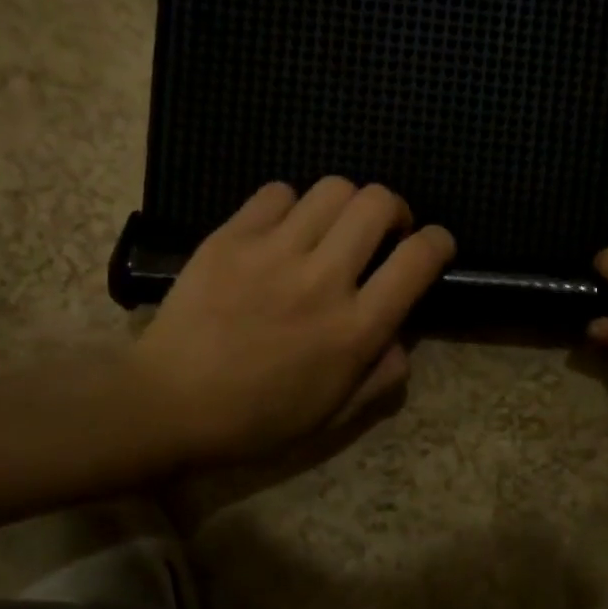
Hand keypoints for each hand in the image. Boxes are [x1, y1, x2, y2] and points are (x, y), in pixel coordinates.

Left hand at [133, 178, 454, 464]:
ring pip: (332, 189)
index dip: (439, 242)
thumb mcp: (334, 416)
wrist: (169, 404)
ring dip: (346, 203)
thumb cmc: (257, 419)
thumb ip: (382, 377)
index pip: (418, 259)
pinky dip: (291, 205)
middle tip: (382, 230)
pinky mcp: (231, 238)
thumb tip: (402, 339)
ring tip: (332, 227)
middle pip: (377, 203)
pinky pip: (276, 192)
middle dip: (394, 209)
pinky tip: (282, 231)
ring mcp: (274, 253)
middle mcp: (323, 280)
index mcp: (355, 329)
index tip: (435, 244)